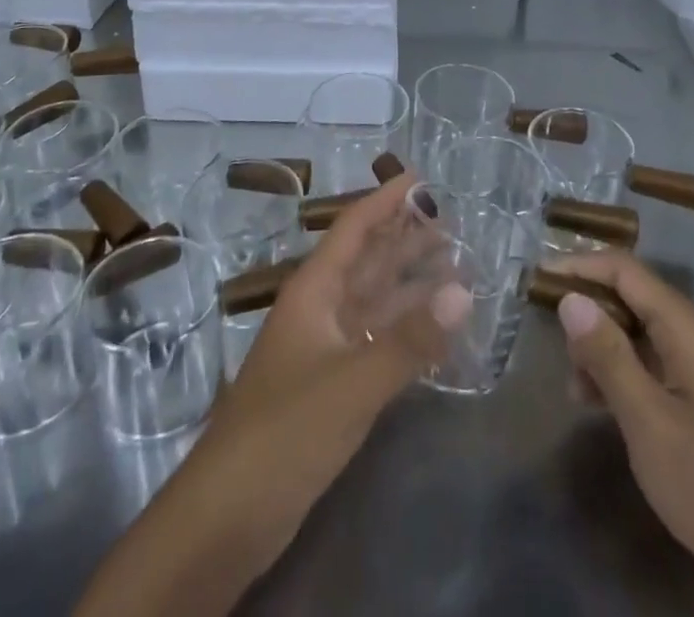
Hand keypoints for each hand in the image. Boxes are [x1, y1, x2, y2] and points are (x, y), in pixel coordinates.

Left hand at [76, 174, 470, 616]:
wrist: (228, 515)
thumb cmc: (285, 430)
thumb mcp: (352, 382)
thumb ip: (411, 340)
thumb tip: (465, 291)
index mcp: (314, 290)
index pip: (353, 228)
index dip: (385, 201)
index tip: (422, 178)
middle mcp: (321, 309)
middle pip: (368, 260)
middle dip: (406, 238)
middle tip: (454, 220)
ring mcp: (326, 348)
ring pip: (375, 300)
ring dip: (411, 282)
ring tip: (456, 264)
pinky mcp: (333, 386)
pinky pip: (377, 340)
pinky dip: (406, 329)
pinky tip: (436, 328)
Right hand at [554, 250, 693, 616]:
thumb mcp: (649, 422)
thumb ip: (608, 356)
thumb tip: (569, 297)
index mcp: (684, 327)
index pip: (623, 269)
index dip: (578, 265)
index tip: (535, 279)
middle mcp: (691, 333)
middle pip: (627, 295)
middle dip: (586, 312)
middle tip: (555, 348)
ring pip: (633, 330)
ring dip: (599, 348)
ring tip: (575, 388)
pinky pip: (646, 360)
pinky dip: (617, 371)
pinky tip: (597, 403)